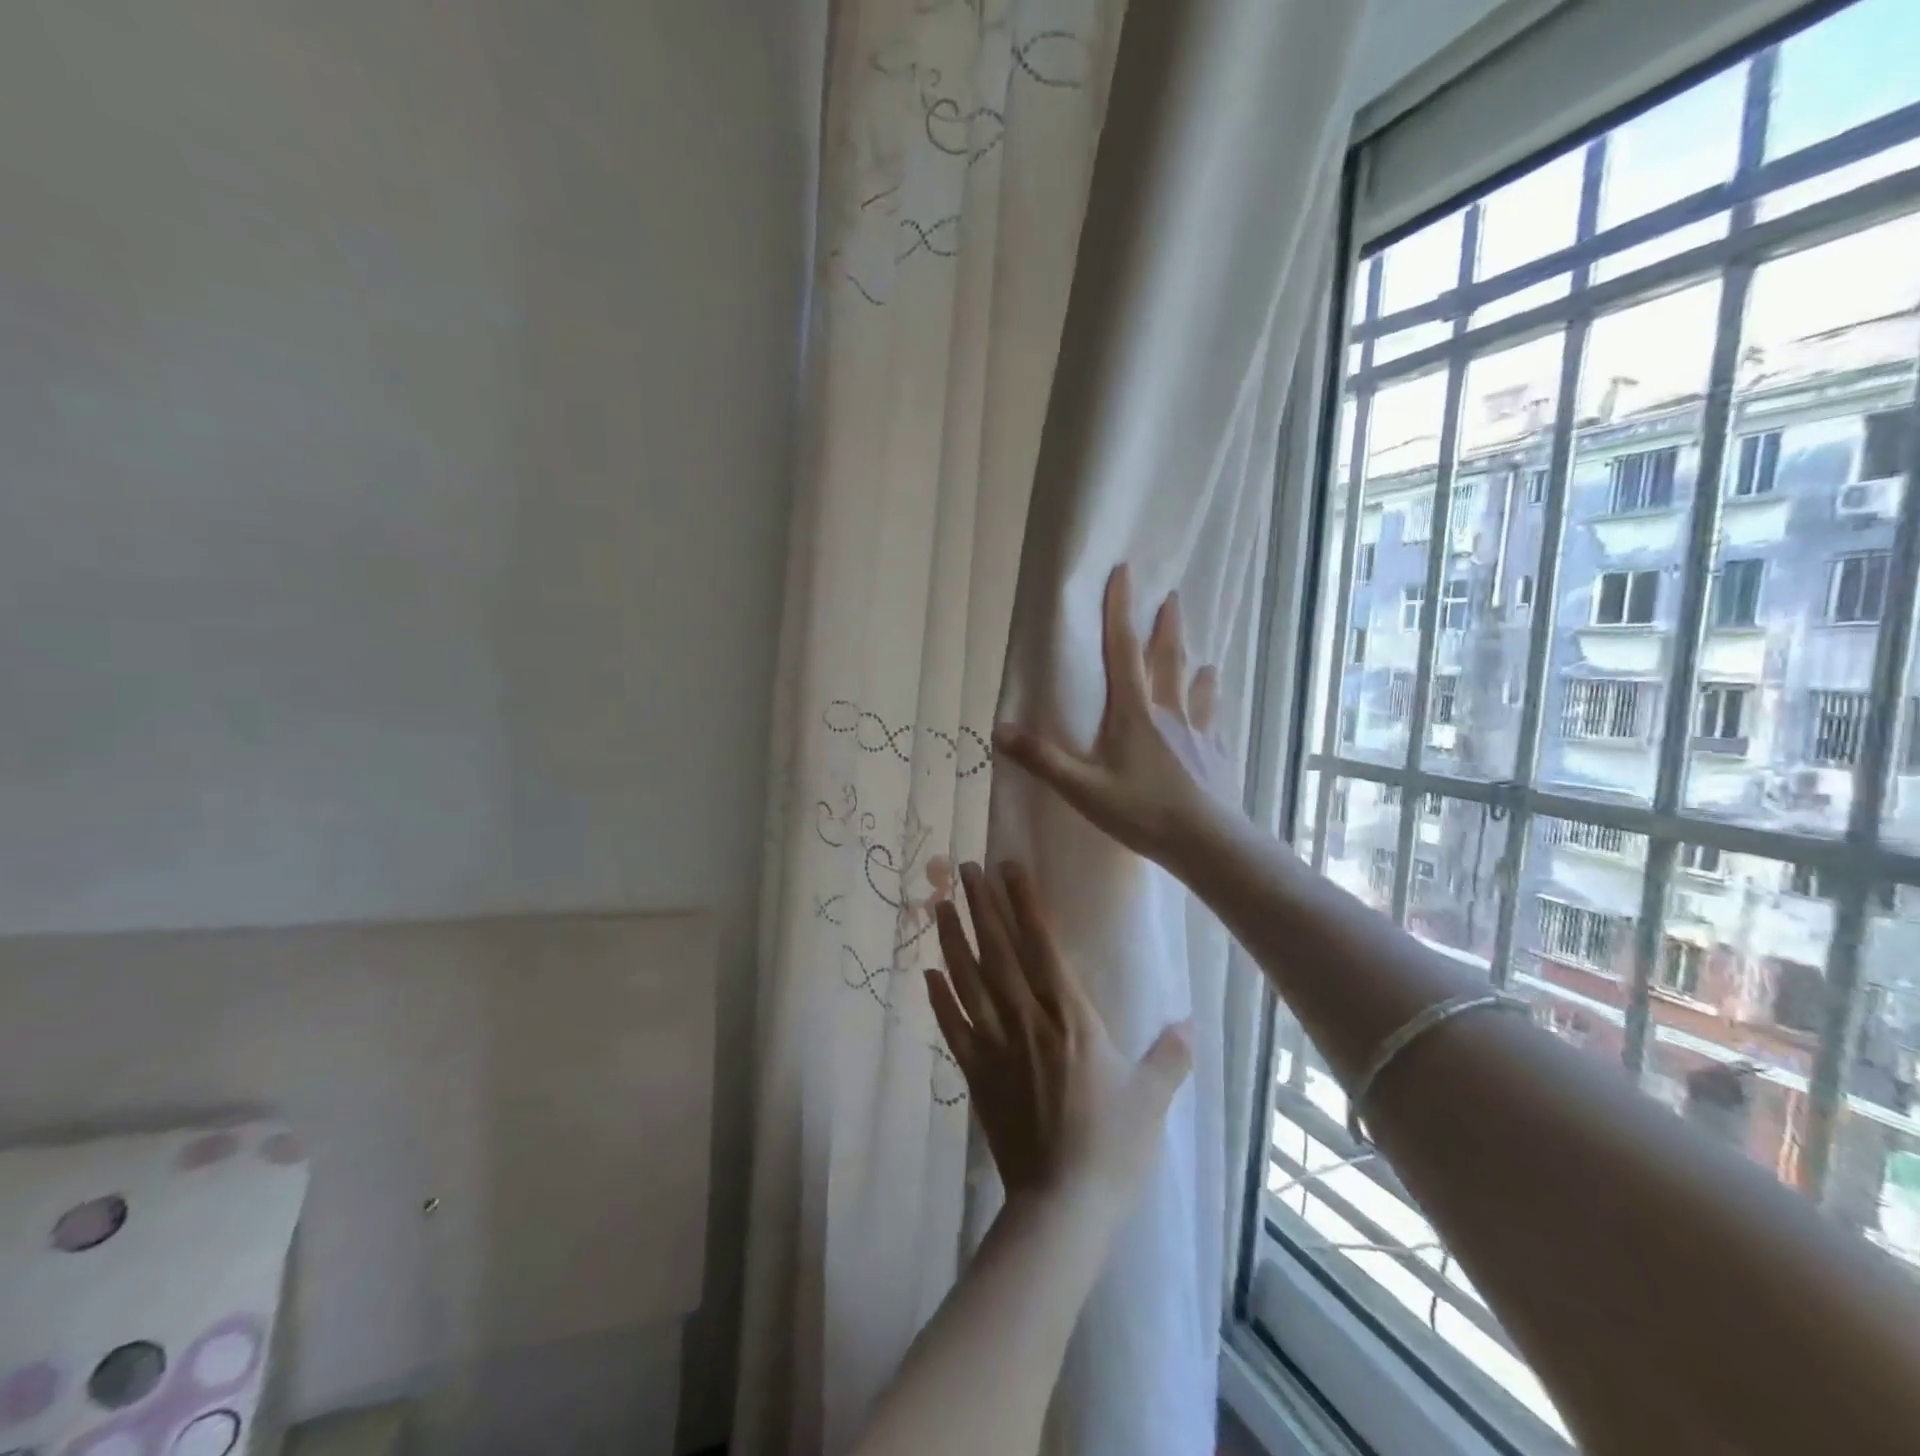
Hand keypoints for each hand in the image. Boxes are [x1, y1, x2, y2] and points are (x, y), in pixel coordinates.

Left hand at [927, 860, 1191, 1202]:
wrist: (1061, 1205)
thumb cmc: (1112, 1147)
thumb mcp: (1152, 1099)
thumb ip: (1170, 1056)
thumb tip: (1191, 1022)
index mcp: (1070, 1017)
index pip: (1042, 945)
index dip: (1024, 903)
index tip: (1007, 867)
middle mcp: (1027, 1020)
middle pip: (999, 952)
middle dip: (981, 906)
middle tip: (963, 868)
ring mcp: (996, 1045)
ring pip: (969, 981)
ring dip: (953, 940)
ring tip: (939, 905)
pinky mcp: (976, 1073)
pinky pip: (953, 1027)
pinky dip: (939, 998)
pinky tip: (928, 973)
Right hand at [993, 563, 1238, 876]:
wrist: (1207, 843)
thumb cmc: (1142, 812)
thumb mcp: (1082, 789)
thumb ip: (1042, 759)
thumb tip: (999, 729)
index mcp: (1135, 713)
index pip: (1124, 650)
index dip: (1120, 611)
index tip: (1124, 573)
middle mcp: (1169, 713)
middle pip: (1168, 660)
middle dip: (1167, 627)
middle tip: (1172, 598)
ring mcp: (1198, 734)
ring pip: (1197, 690)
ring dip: (1196, 667)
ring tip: (1203, 657)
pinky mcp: (1216, 757)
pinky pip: (1213, 725)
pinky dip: (1212, 712)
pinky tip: (1216, 718)